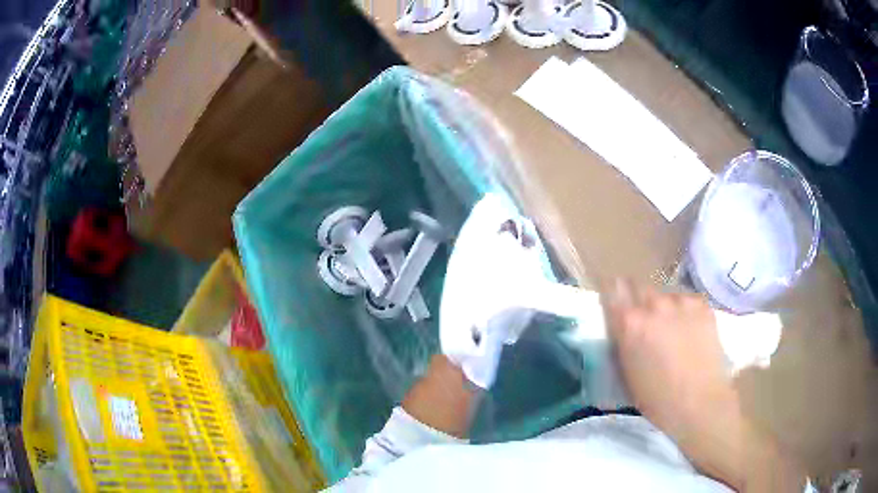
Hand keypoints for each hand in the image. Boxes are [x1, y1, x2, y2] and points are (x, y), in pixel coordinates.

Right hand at [604, 279, 806, 491]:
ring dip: (671, 310)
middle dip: (645, 303)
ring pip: (673, 295)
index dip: (617, 292)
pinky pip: (694, 303)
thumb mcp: (637, 382)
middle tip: (652, 327)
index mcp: (641, 328)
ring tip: (679, 336)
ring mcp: (694, 307)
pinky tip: (697, 337)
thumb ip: (630, 345)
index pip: (620, 290)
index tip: (618, 299)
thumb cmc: (667, 410)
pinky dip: (691, 315)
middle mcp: (667, 307)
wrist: (715, 419)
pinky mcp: (714, 314)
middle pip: (646, 290)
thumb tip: (628, 322)